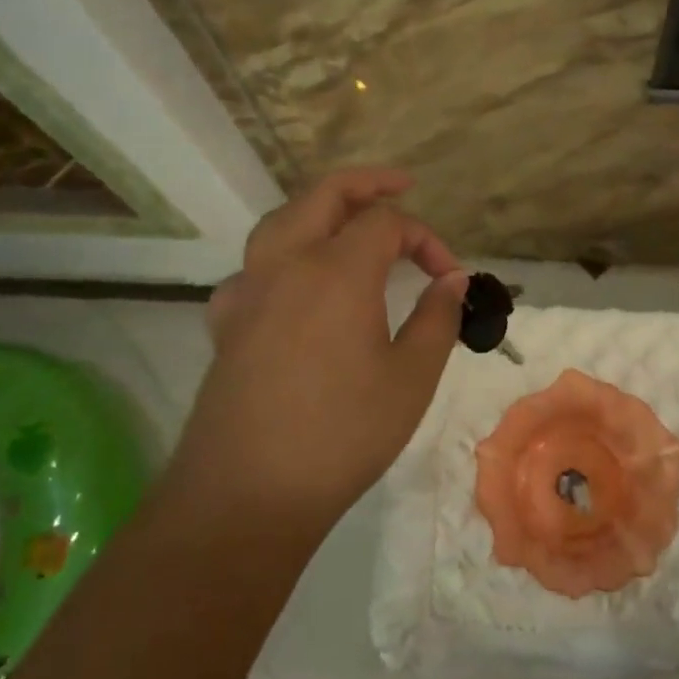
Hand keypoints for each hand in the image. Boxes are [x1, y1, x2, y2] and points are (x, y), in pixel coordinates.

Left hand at [174, 169, 468, 535]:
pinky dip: (284, 257)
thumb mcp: (411, 378)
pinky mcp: (224, 322)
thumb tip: (453, 278)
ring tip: (349, 220)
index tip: (450, 277)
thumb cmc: (342, 435)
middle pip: (324, 195)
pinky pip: (255, 268)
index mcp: (336, 270)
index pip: (387, 223)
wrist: (245, 494)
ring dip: (320, 209)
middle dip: (368, 184)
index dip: (426, 238)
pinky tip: (295, 287)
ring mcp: (247, 290)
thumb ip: (437, 316)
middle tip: (402, 186)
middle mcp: (286, 264)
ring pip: (282, 221)